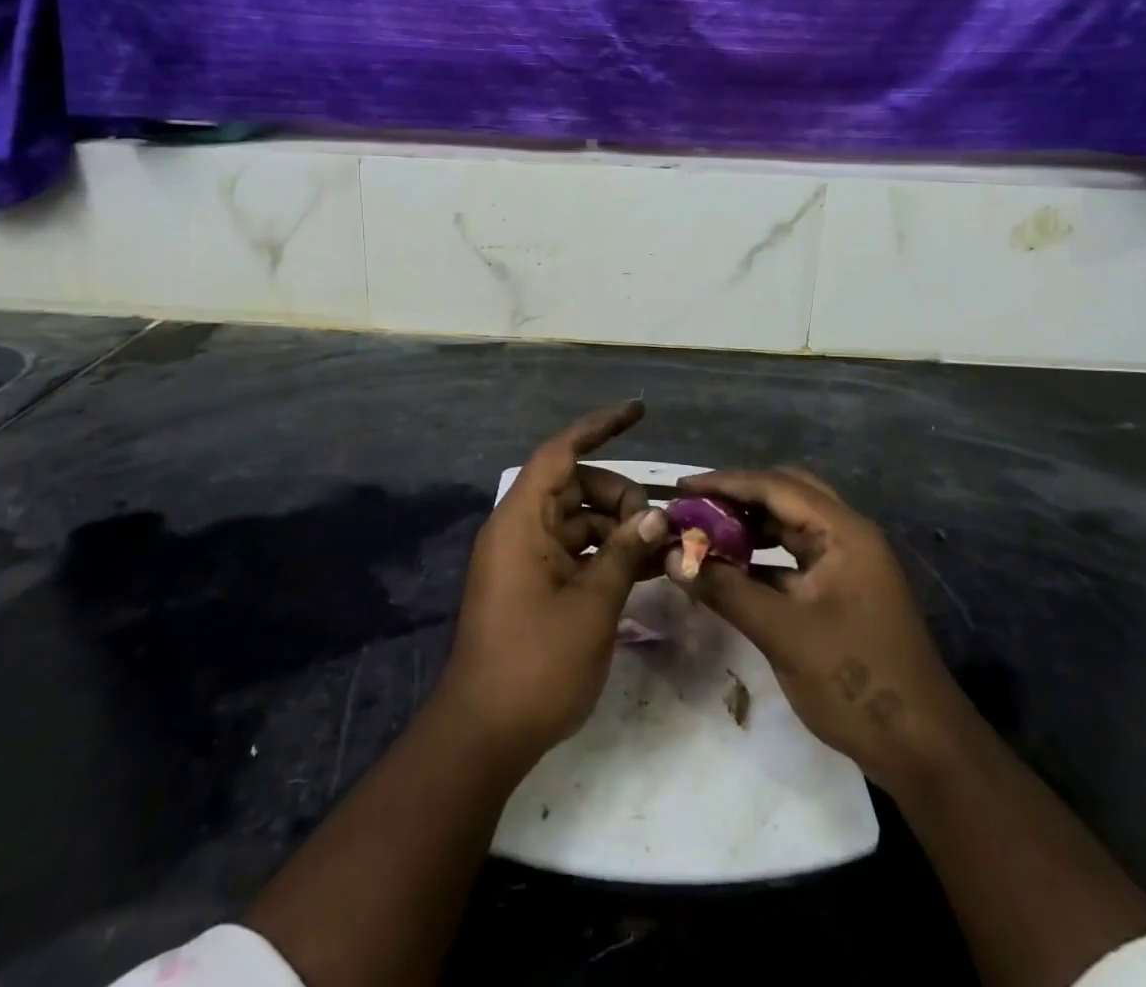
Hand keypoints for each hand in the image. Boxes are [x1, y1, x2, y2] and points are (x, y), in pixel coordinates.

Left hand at [440, 401, 669, 763]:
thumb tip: (653, 518)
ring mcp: (524, 558)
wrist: (484, 734)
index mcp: (522, 520)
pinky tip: (643, 569)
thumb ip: (623, 553)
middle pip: (575, 486)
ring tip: (661, 550)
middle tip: (657, 528)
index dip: (599, 426)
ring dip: (617, 528)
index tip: (638, 411)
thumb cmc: (536, 663)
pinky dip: (604, 554)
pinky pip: (573, 551)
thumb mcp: (592, 605)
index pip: (561, 452)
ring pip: (578, 520)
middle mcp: (519, 529)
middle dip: (619, 496)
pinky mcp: (531, 585)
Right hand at [666, 466, 961, 782]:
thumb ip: (725, 589)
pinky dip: (763, 557)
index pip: (775, 486)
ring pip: (791, 526)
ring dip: (749, 526)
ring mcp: (848, 564)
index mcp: (843, 532)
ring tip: (705, 535)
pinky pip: (795, 558)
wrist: (923, 750)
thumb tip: (673, 557)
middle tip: (694, 508)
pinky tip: (732, 570)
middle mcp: (848, 536)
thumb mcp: (781, 633)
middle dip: (738, 498)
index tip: (680, 488)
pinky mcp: (843, 592)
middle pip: (786, 494)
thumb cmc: (854, 681)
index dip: (724, 483)